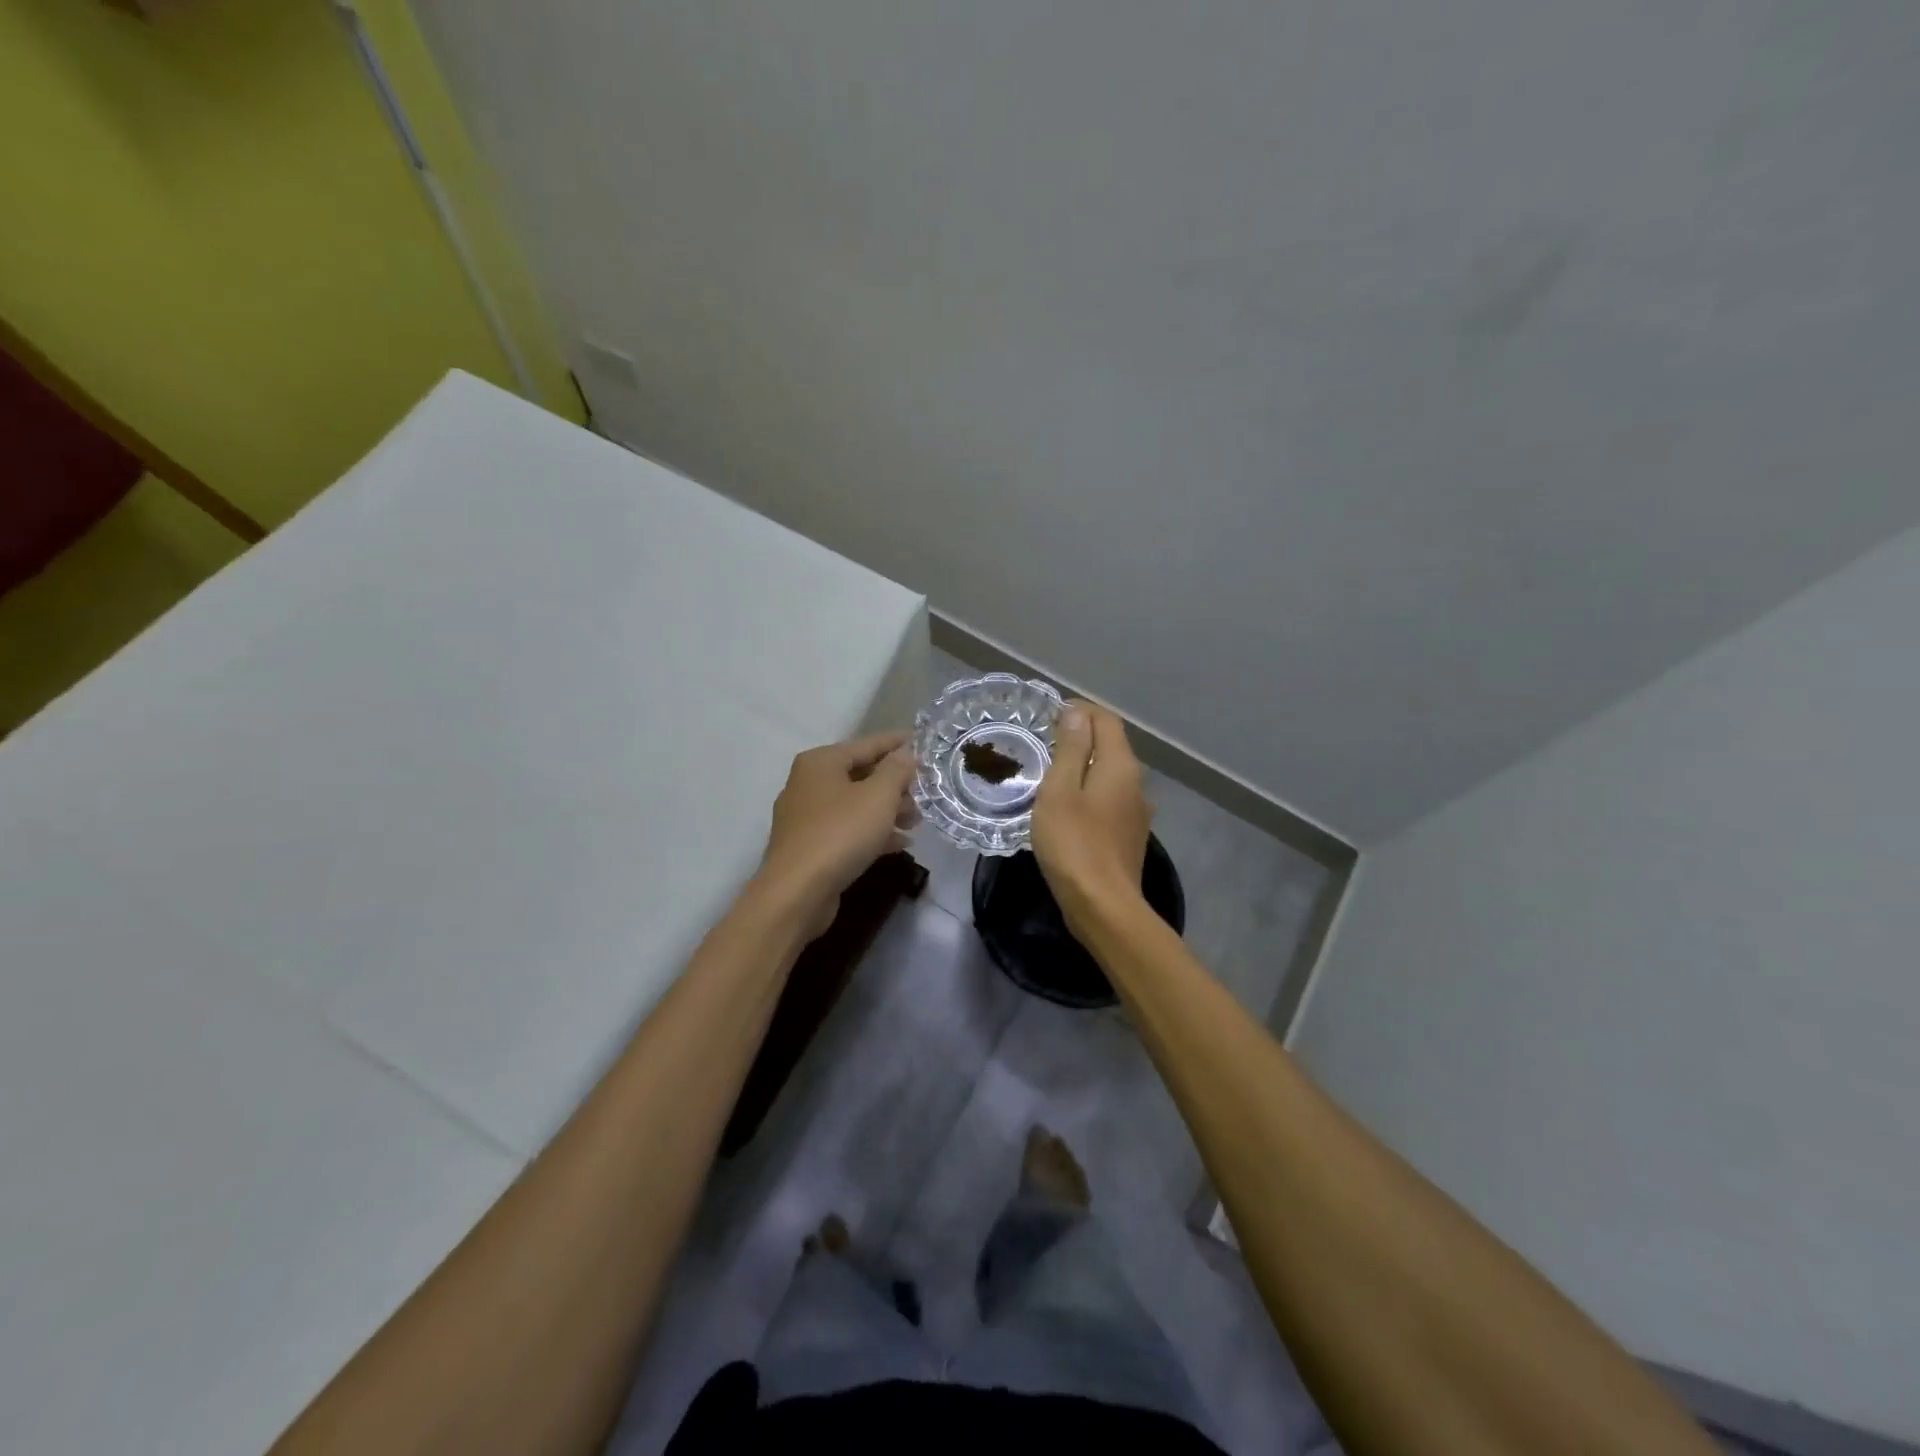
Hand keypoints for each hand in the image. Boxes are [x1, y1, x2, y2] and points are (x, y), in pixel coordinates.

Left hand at [757, 731, 917, 934]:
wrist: (797, 893)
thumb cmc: (840, 834)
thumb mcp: (878, 797)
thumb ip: (896, 770)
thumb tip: (906, 753)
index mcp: (821, 762)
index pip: (867, 744)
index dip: (898, 744)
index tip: (924, 743)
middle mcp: (808, 783)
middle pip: (861, 775)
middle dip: (895, 784)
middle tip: (926, 791)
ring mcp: (806, 817)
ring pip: (856, 805)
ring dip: (888, 810)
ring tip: (917, 820)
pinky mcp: (810, 846)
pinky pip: (847, 830)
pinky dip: (872, 832)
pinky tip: (900, 844)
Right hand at [1032, 700, 1151, 932]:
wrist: (1103, 906)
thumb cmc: (1074, 843)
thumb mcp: (1060, 790)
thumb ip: (1070, 748)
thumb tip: (1077, 713)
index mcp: (1120, 766)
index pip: (1106, 720)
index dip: (1080, 711)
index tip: (1048, 716)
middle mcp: (1136, 783)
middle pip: (1111, 746)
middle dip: (1080, 737)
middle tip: (1043, 744)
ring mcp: (1136, 812)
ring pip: (1110, 776)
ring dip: (1083, 768)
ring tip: (1050, 776)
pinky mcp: (1129, 836)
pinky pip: (1109, 800)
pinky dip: (1089, 793)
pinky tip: (1067, 810)